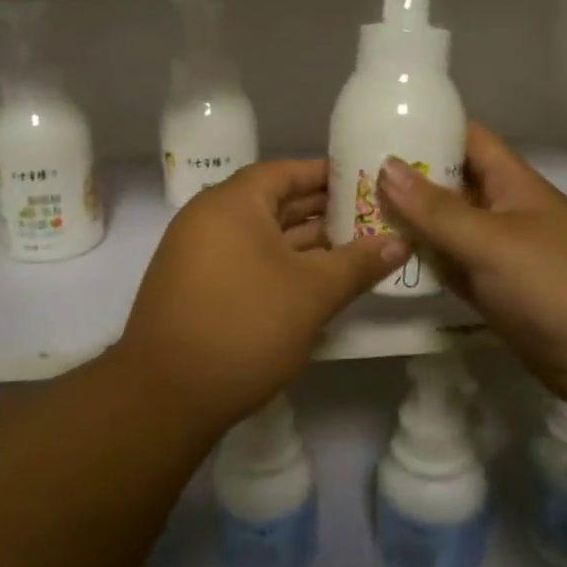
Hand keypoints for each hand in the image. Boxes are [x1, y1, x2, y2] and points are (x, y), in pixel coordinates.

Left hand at [112, 160, 404, 427]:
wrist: (165, 394)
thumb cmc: (245, 326)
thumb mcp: (312, 293)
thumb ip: (358, 263)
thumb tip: (400, 242)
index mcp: (233, 202)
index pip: (287, 172)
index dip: (328, 175)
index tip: (366, 183)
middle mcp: (209, 217)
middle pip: (274, 202)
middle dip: (322, 211)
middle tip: (370, 218)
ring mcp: (197, 254)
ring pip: (261, 236)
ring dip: (304, 243)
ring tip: (353, 250)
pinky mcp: (195, 287)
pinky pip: (246, 260)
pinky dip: (279, 265)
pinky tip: (314, 283)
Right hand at [376, 125, 566, 409]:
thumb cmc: (554, 281)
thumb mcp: (490, 239)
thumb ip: (436, 209)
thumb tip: (386, 167)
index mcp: (511, 183)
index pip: (467, 140)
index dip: (428, 128)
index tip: (379, 125)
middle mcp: (503, 211)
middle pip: (450, 185)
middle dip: (407, 179)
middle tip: (351, 175)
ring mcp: (498, 254)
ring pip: (446, 229)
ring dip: (410, 223)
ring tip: (355, 212)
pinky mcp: (493, 291)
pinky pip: (451, 267)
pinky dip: (424, 262)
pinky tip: (386, 260)